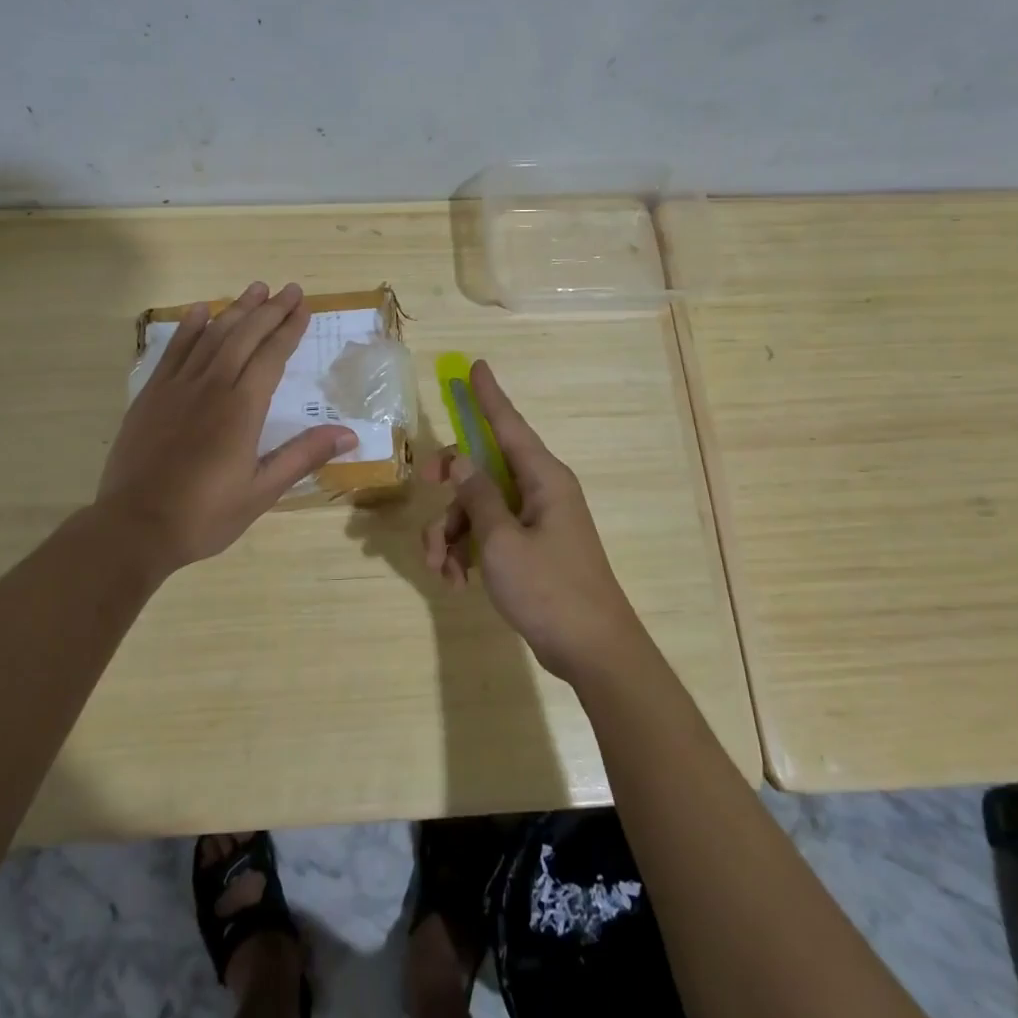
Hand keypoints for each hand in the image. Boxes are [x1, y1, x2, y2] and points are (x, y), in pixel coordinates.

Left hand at [98, 282, 356, 574]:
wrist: (134, 527)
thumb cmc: (204, 515)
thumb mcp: (261, 491)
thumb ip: (302, 456)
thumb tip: (348, 434)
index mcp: (242, 409)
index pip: (272, 356)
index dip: (289, 329)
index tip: (303, 307)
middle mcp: (211, 386)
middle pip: (244, 336)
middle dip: (269, 310)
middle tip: (289, 289)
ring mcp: (177, 387)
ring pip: (211, 336)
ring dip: (235, 310)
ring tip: (254, 289)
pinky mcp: (151, 395)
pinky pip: (174, 350)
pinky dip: (188, 327)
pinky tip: (200, 311)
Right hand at [419, 360, 646, 682]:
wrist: (592, 651)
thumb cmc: (549, 589)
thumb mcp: (501, 541)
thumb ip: (477, 495)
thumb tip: (460, 457)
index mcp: (543, 478)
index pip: (509, 425)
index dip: (488, 396)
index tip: (474, 366)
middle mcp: (540, 491)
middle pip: (483, 467)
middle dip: (450, 483)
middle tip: (424, 485)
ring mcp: (535, 521)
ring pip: (479, 506)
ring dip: (451, 532)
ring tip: (440, 569)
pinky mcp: (529, 549)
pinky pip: (488, 534)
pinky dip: (466, 552)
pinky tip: (455, 581)